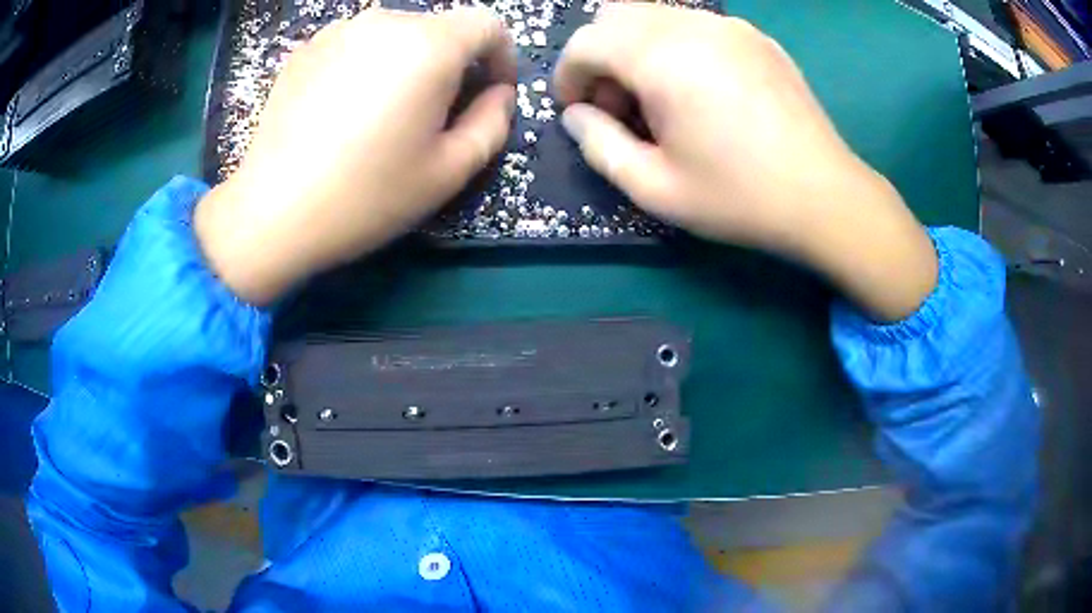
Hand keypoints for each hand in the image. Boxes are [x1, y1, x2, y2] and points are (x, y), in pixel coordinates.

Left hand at [195, 7, 515, 305]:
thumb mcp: (449, 171)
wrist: (272, 212)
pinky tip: (345, 110)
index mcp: (429, 45)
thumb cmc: (367, 196)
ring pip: (396, 35)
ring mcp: (339, 31)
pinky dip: (367, 66)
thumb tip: (499, 93)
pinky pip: (357, 45)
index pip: (488, 25)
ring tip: (385, 115)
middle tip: (434, 116)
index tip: (490, 93)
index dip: (502, 57)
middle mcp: (385, 22)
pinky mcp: (306, 49)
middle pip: (441, 29)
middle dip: (452, 65)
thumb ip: (493, 123)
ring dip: (408, 64)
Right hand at [554, 4, 936, 321]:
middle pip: (616, 16)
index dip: (569, 75)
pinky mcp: (756, 37)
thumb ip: (599, 145)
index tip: (578, 111)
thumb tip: (576, 116)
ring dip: (637, 49)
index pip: (586, 41)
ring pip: (655, 15)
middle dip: (600, 56)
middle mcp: (693, 26)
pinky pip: (695, 25)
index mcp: (663, 59)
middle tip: (619, 106)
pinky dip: (675, 46)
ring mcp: (730, 26)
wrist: (825, 197)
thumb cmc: (739, 197)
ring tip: (660, 100)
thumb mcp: (655, 188)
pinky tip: (699, 90)